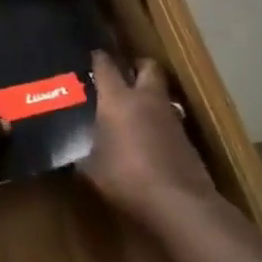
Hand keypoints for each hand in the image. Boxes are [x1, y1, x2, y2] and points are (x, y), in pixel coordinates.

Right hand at [81, 49, 218, 226]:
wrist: (179, 204)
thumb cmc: (127, 178)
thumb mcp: (92, 170)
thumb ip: (82, 154)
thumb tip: (74, 153)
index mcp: (118, 99)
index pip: (106, 65)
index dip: (98, 59)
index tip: (92, 57)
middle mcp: (146, 99)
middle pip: (147, 66)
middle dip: (136, 67)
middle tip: (123, 76)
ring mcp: (171, 118)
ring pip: (161, 93)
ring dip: (150, 96)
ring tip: (134, 111)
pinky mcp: (187, 139)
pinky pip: (170, 120)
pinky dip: (159, 123)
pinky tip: (149, 140)